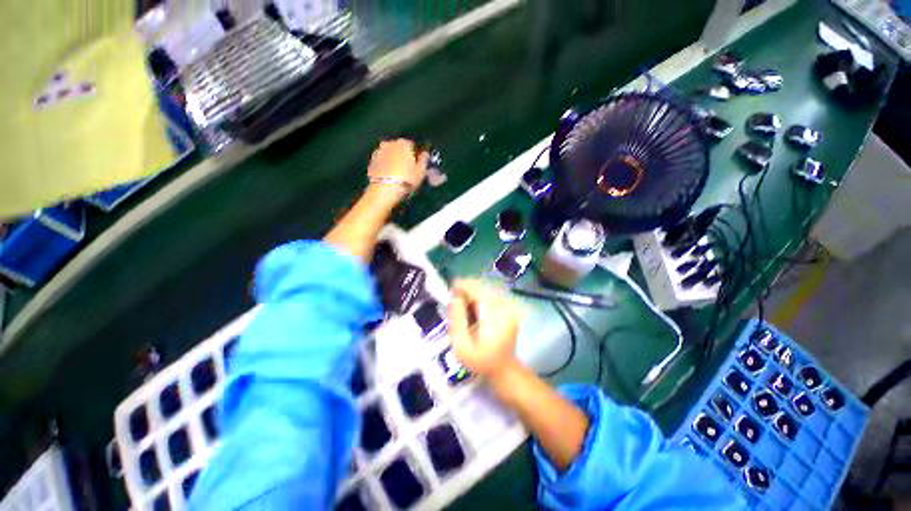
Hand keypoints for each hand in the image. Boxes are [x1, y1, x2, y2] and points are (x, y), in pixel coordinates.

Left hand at [366, 139, 428, 200]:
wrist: (384, 190)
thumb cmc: (406, 180)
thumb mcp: (421, 172)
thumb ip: (424, 160)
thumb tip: (425, 154)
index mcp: (404, 143)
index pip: (413, 146)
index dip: (416, 156)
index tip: (417, 166)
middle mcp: (391, 143)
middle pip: (400, 149)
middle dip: (404, 157)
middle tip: (407, 171)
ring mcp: (379, 151)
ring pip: (390, 154)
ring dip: (394, 161)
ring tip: (398, 175)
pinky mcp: (371, 160)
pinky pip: (382, 161)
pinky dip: (386, 166)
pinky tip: (389, 177)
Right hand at [448, 280, 520, 380]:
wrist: (505, 368)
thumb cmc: (480, 360)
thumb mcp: (462, 346)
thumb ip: (457, 320)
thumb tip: (455, 298)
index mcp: (494, 317)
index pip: (478, 290)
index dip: (464, 285)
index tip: (452, 287)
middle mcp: (505, 308)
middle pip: (483, 287)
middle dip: (468, 288)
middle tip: (455, 296)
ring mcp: (510, 307)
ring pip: (488, 288)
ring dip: (474, 292)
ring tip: (464, 303)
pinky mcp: (511, 308)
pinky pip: (493, 294)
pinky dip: (482, 296)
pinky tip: (475, 306)